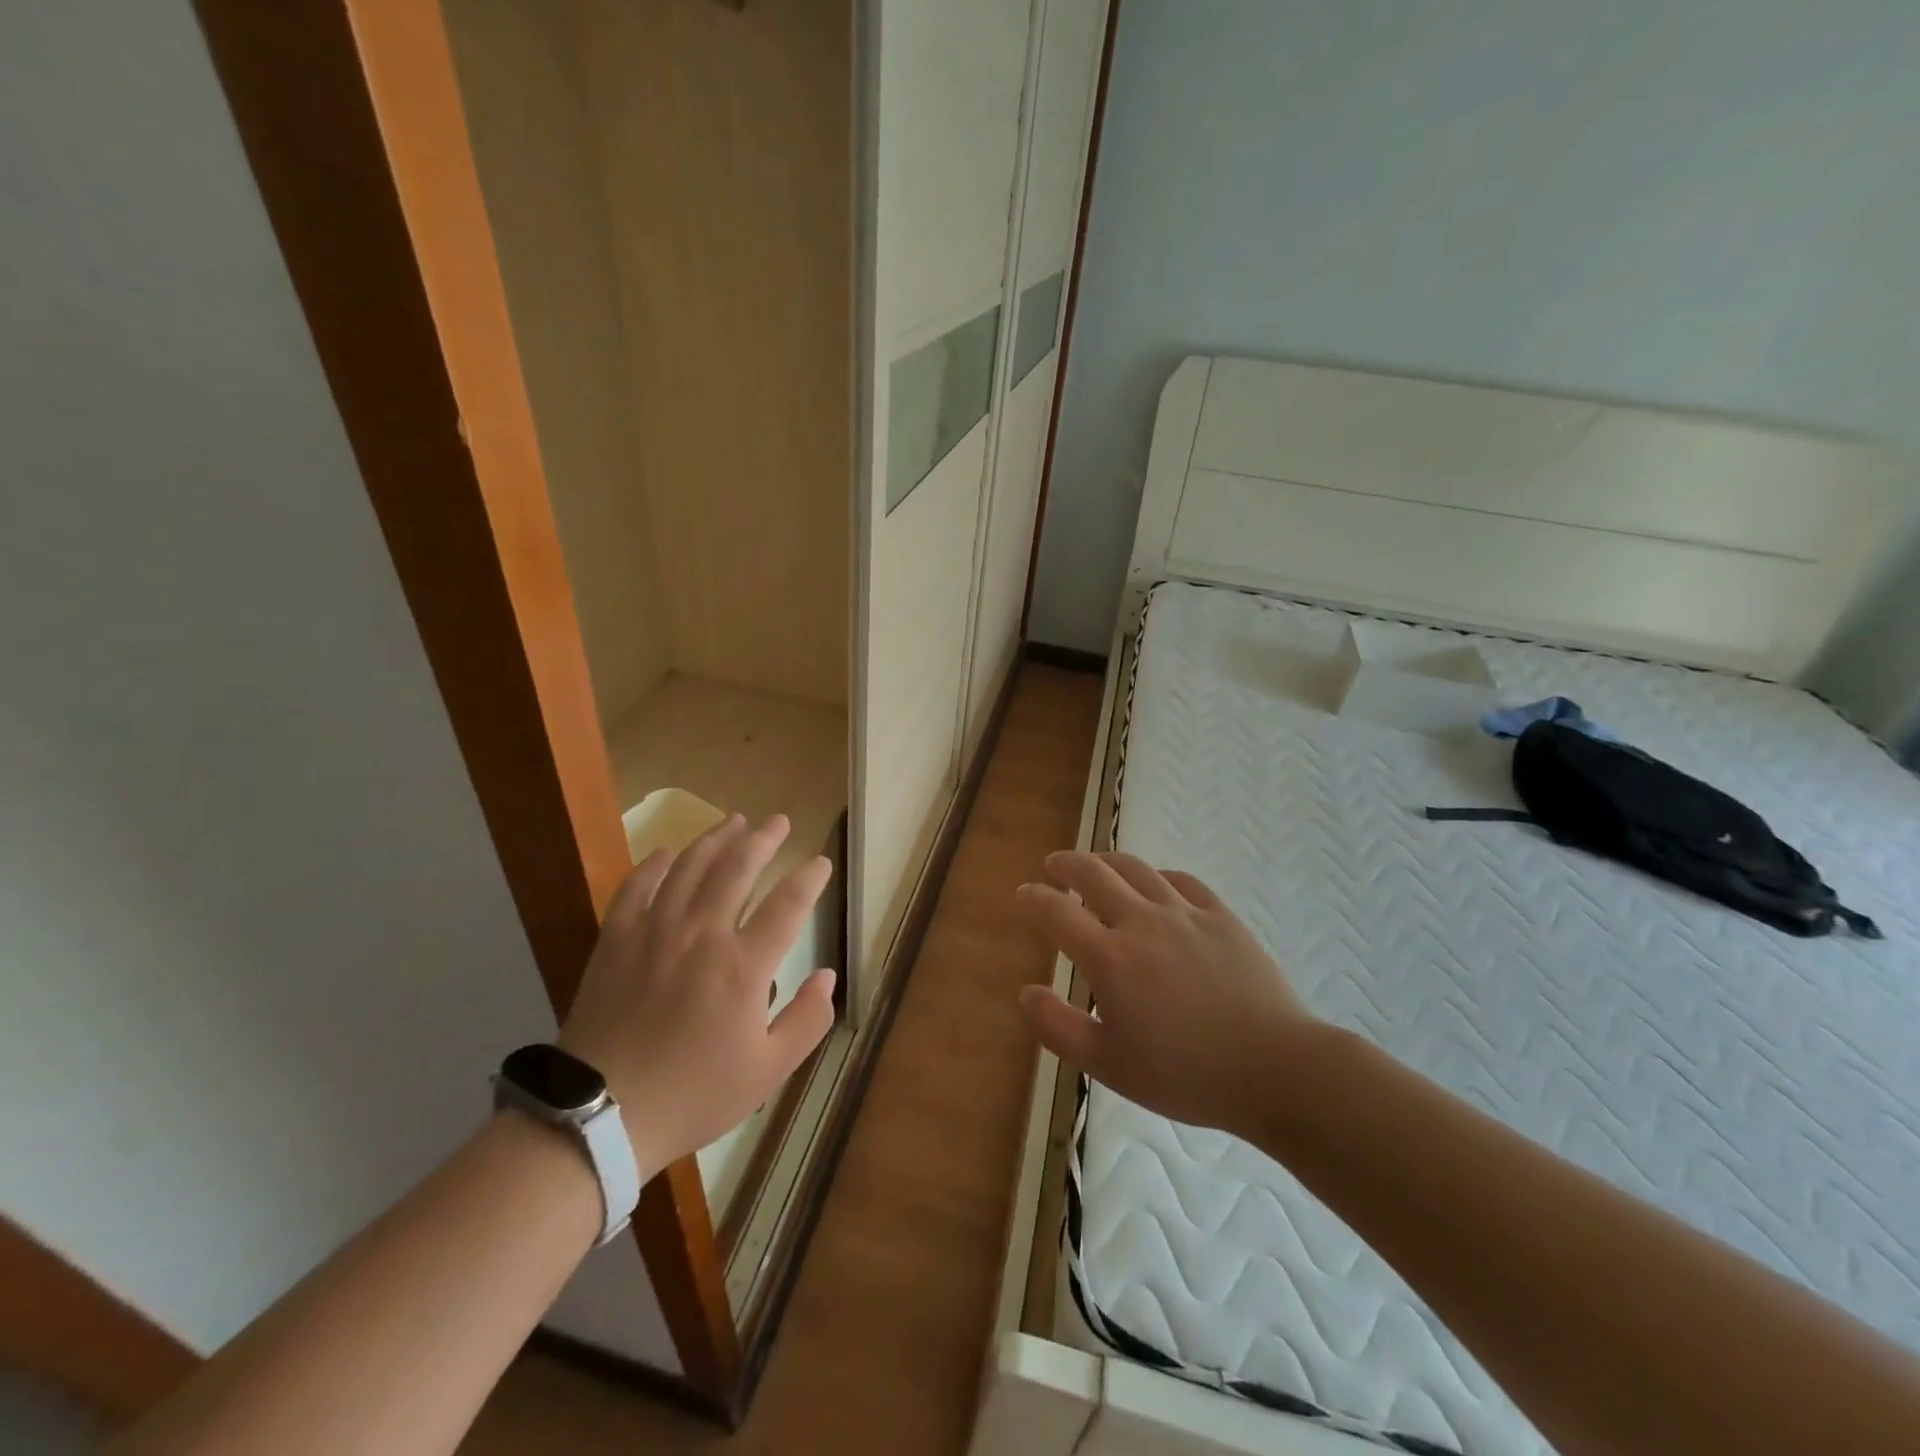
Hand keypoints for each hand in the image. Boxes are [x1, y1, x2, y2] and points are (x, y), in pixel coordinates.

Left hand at [559, 814, 835, 1178]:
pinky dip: (654, 863)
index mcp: (743, 967)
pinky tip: (668, 852)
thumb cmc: (693, 1094)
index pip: (788, 905)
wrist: (601, 1116)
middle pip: (737, 868)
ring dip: (715, 839)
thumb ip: (807, 1021)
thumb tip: (828, 977)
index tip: (820, 863)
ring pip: (690, 867)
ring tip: (734, 821)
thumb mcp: (767, 1071)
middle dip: (763, 839)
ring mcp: (654, 931)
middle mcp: (702, 935)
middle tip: (778, 822)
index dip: (809, 878)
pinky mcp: (616, 939)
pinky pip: (637, 886)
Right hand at [1016, 851, 1317, 1137]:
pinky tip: (1155, 883)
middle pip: (1094, 873)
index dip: (1034, 898)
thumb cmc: (1186, 1074)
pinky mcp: (1221, 916)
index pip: (1058, 911)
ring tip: (1096, 865)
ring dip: (1107, 861)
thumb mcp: (1109, 1065)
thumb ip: (1059, 1027)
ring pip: (1136, 868)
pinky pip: (1181, 880)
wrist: (1276, 1069)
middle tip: (1054, 866)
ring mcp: (1185, 913)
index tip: (1024, 894)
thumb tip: (1026, 992)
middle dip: (1066, 864)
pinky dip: (1157, 875)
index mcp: (1109, 958)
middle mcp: (1142, 922)